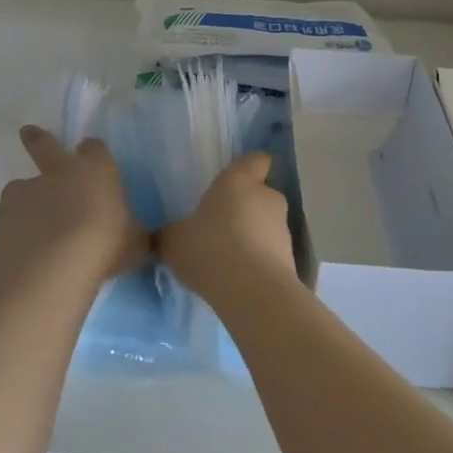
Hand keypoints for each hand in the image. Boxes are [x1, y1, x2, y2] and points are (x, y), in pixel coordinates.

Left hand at [0, 127, 148, 291]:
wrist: (53, 269)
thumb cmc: (105, 246)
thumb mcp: (135, 243)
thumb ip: (134, 237)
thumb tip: (143, 241)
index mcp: (93, 170)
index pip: (94, 149)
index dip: (93, 152)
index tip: (91, 154)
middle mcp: (55, 174)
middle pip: (44, 146)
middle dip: (36, 138)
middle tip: (26, 131)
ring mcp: (23, 198)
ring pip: (19, 190)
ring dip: (23, 202)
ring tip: (28, 225)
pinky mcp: (1, 227)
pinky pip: (5, 232)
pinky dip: (9, 241)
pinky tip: (13, 257)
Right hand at [159, 153, 296, 305]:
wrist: (251, 292)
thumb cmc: (210, 247)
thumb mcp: (174, 239)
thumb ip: (170, 233)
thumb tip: (161, 236)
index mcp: (240, 179)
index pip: (256, 160)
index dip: (249, 168)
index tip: (235, 181)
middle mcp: (267, 197)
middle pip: (260, 195)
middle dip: (244, 209)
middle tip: (220, 228)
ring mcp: (284, 230)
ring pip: (267, 226)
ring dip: (252, 238)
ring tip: (227, 260)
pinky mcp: (291, 261)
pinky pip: (270, 255)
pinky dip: (259, 264)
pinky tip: (237, 280)